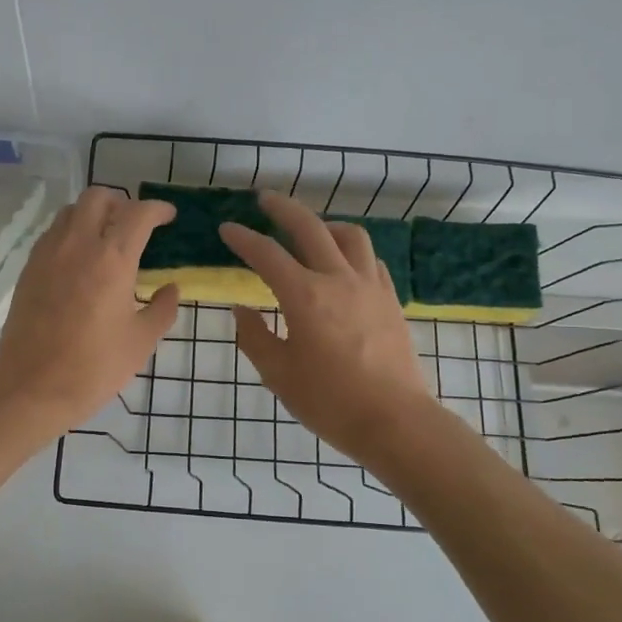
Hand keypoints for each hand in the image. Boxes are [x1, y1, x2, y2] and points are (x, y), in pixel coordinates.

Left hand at [0, 187, 180, 436]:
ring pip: (71, 211)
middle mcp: (77, 244)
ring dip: (93, 214)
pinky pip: (53, 233)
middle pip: (99, 197)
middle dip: (122, 202)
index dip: (158, 209)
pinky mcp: (28, 268)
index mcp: (112, 259)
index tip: (169, 217)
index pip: (138, 213)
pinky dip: (71, 232)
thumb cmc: (93, 368)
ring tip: (107, 239)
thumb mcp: (140, 342)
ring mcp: (48, 253)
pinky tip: (80, 261)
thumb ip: (161, 309)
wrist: (30, 389)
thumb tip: (170, 288)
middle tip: (136, 225)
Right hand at [221, 192, 434, 463]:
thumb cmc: (330, 401)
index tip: (226, 229)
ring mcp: (370, 286)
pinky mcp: (390, 299)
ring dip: (325, 225)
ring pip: (350, 235)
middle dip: (283, 208)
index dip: (243, 238)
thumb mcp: (279, 374)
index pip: (267, 254)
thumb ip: (255, 337)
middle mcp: (338, 279)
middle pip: (310, 227)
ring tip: (311, 230)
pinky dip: (351, 250)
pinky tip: (343, 264)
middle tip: (264, 199)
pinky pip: (370, 259)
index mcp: (305, 296)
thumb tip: (242, 310)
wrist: (395, 421)